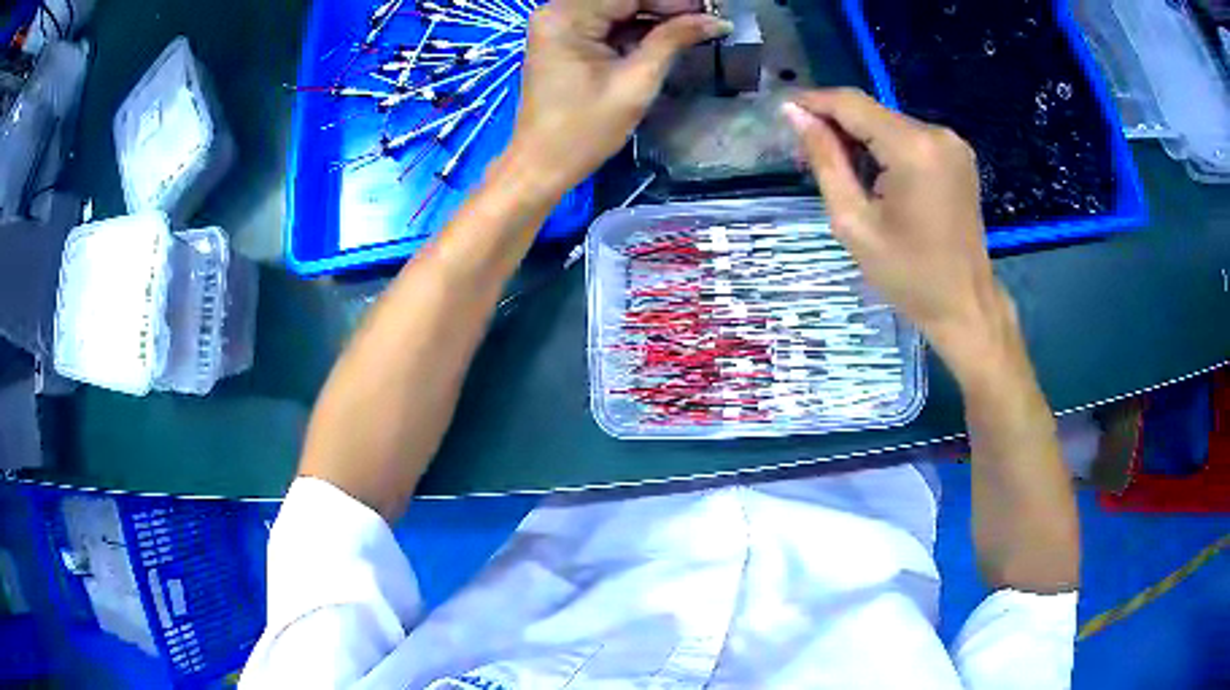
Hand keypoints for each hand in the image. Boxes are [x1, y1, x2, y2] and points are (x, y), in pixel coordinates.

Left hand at [507, 0, 730, 194]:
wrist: (541, 165)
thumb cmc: (584, 130)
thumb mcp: (636, 82)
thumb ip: (673, 41)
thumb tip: (715, 21)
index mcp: (566, 17)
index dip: (672, 0)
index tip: (709, 9)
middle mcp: (557, 12)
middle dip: (664, 6)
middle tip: (705, 19)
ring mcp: (558, 26)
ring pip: (616, 9)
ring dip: (653, 16)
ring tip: (693, 27)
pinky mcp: (563, 41)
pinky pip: (606, 23)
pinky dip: (635, 29)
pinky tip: (667, 36)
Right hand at [782, 89, 1016, 373]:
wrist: (965, 305)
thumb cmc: (908, 275)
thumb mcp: (854, 222)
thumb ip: (825, 161)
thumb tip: (796, 115)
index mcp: (913, 148)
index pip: (851, 104)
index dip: (814, 102)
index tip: (783, 113)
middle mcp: (937, 133)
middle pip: (871, 112)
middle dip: (836, 126)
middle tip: (807, 156)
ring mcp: (952, 143)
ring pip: (889, 124)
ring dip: (860, 139)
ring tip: (839, 172)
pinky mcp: (958, 156)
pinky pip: (910, 138)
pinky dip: (885, 148)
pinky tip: (874, 176)